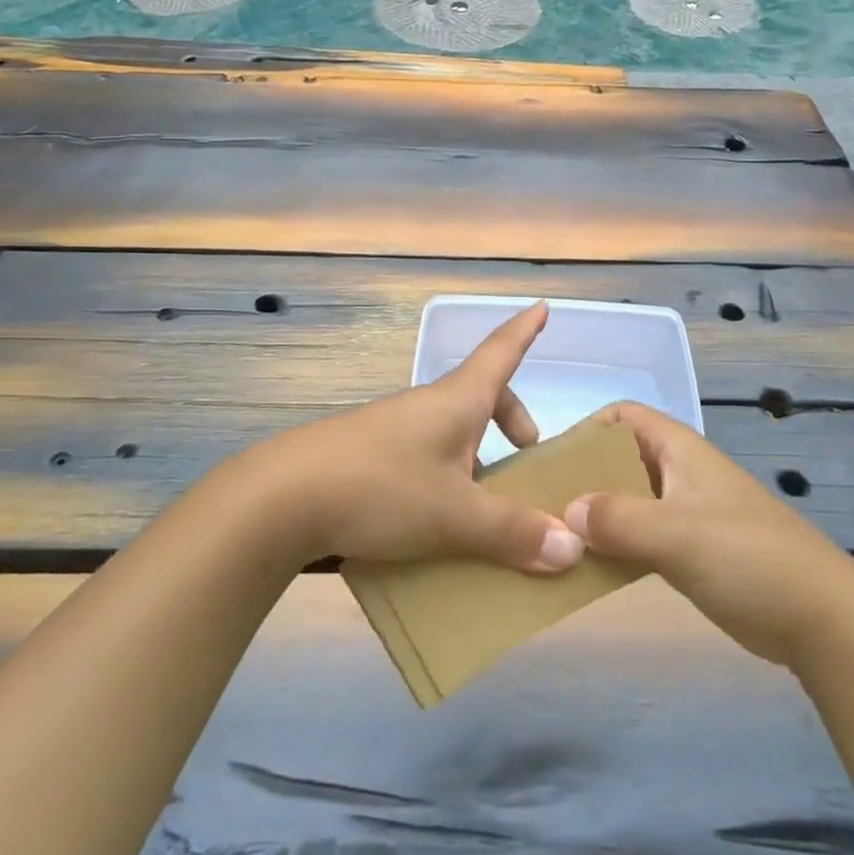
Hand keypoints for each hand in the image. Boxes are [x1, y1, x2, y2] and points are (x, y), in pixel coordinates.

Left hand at [250, 302, 584, 574]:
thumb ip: (512, 532)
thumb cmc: (381, 488)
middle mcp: (426, 407)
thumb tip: (572, 548)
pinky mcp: (367, 459)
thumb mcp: (454, 515)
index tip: (541, 306)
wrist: (281, 499)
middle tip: (525, 456)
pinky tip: (437, 528)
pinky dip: (444, 481)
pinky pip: (423, 459)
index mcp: (455, 402)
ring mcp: (392, 431)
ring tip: (486, 510)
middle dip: (509, 419)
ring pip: (450, 433)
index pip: (499, 352)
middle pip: (479, 397)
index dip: (523, 331)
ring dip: (476, 458)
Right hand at [563, 401, 853, 665]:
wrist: (822, 620)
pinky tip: (590, 570)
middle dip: (582, 478)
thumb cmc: (749, 558)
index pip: (622, 416)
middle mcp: (678, 473)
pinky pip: (640, 537)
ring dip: (595, 517)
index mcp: (678, 449)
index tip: (552, 463)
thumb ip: (618, 518)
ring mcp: (685, 513)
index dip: (587, 429)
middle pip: (618, 460)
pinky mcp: (691, 551)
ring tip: (557, 542)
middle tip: (543, 508)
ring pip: (627, 501)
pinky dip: (615, 546)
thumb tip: (566, 512)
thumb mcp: (677, 533)